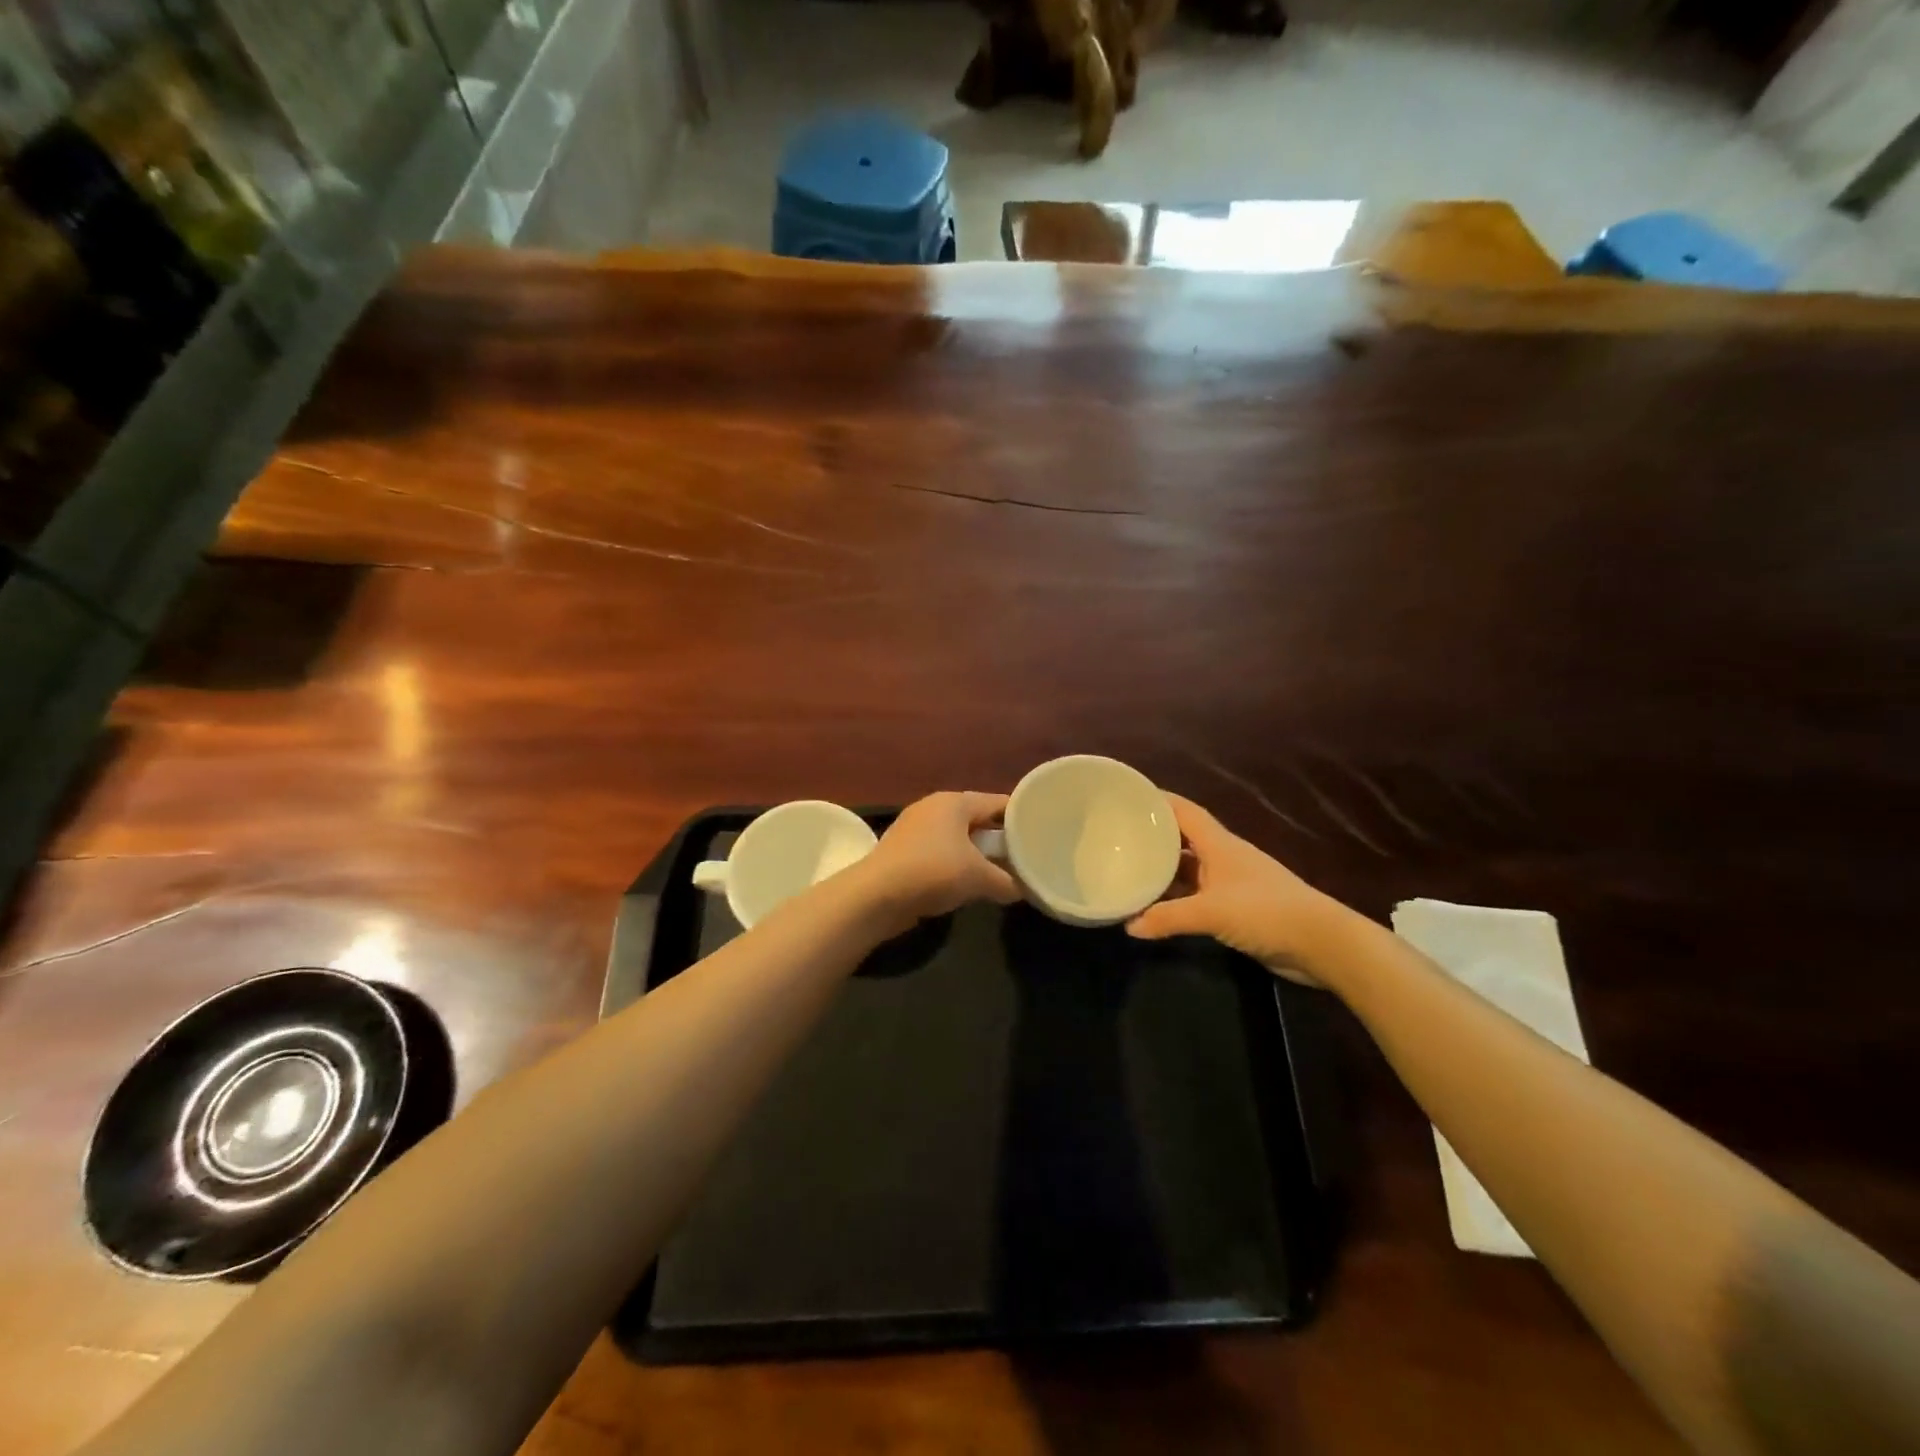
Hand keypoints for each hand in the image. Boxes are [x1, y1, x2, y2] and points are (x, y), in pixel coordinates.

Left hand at [856, 791, 1020, 929]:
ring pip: (958, 838)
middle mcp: (934, 807)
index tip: (1041, 831)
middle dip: (999, 838)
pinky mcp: (903, 851)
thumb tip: (1023, 890)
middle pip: (977, 819)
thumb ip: (1007, 881)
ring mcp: (915, 828)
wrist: (875, 896)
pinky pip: (940, 853)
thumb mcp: (979, 878)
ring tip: (1000, 872)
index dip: (1021, 817)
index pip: (998, 802)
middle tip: (1024, 856)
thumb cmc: (933, 872)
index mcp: (954, 802)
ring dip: (977, 854)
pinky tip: (966, 884)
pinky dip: (955, 865)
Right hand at [1126, 794, 1347, 987]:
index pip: (1183, 811)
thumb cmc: (1265, 911)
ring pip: (1188, 869)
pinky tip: (1155, 908)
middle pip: (1182, 839)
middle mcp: (1222, 857)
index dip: (1157, 800)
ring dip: (1162, 871)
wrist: (1320, 943)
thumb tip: (1128, 926)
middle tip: (1116, 838)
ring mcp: (1230, 883)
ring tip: (1127, 871)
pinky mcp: (1235, 908)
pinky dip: (1176, 899)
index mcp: (1219, 844)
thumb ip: (1168, 917)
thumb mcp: (1211, 912)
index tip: (1126, 797)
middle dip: (1152, 837)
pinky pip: (1196, 896)